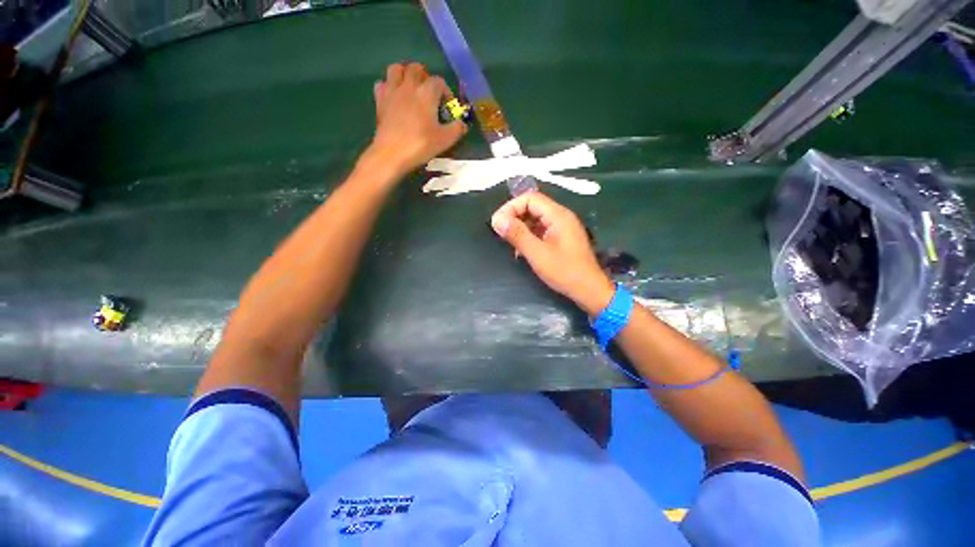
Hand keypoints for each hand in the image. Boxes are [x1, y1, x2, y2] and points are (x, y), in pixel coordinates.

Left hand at [366, 62, 466, 176]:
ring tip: (410, 88)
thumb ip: (456, 129)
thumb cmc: (421, 145)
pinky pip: (382, 83)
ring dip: (404, 74)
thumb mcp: (445, 140)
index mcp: (427, 94)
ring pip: (396, 69)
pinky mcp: (380, 100)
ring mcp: (392, 91)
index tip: (447, 106)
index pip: (439, 81)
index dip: (446, 91)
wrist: (392, 153)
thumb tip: (462, 125)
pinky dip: (389, 86)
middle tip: (429, 92)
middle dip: (424, 76)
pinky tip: (394, 97)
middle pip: (416, 68)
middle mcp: (409, 86)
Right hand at [491, 192, 614, 315]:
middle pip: (533, 206)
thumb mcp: (537, 254)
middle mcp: (561, 217)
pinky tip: (521, 250)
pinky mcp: (561, 239)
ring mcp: (562, 228)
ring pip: (536, 219)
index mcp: (558, 215)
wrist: (589, 290)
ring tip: (509, 242)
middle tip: (501, 232)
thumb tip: (497, 219)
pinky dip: (529, 236)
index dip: (511, 207)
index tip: (497, 223)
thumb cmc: (564, 272)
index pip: (530, 198)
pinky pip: (541, 230)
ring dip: (520, 227)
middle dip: (514, 217)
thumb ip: (517, 234)